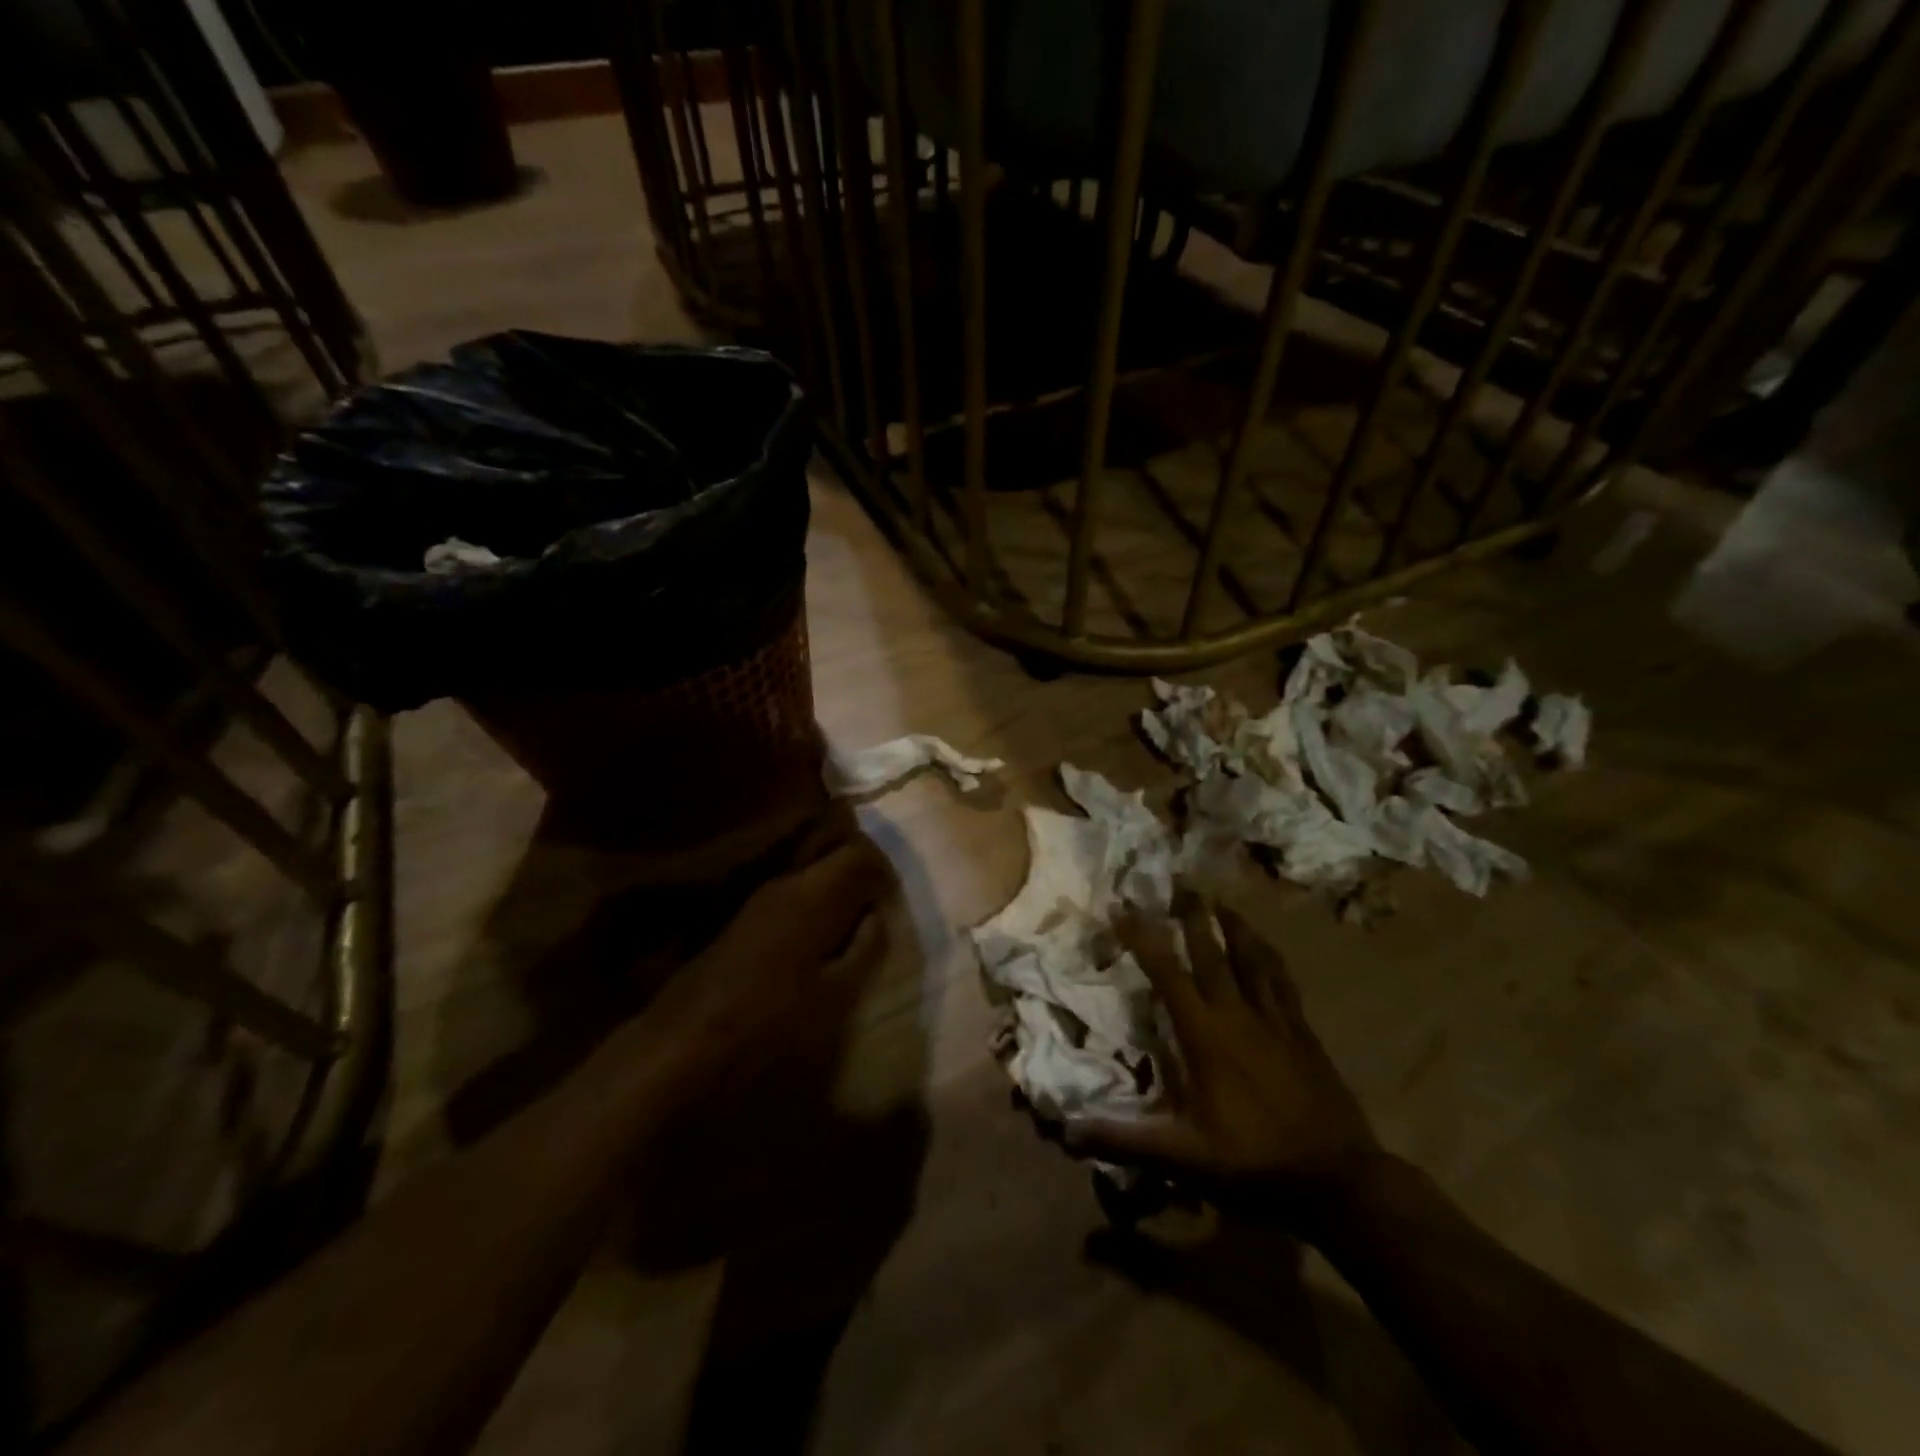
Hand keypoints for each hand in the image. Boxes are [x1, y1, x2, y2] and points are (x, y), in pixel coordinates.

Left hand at [635, 805, 889, 1100]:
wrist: (688, 1043)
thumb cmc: (772, 1022)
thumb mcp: (836, 995)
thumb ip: (865, 947)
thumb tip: (876, 914)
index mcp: (813, 894)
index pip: (860, 852)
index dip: (883, 870)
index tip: (890, 900)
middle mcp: (785, 881)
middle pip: (832, 845)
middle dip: (859, 866)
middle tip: (873, 901)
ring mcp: (759, 895)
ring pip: (810, 865)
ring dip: (834, 882)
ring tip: (849, 921)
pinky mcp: (743, 914)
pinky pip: (791, 887)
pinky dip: (813, 897)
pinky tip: (816, 935)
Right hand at [1064, 896, 1380, 1228]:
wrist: (1340, 1179)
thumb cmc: (1255, 1163)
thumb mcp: (1184, 1156)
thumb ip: (1125, 1140)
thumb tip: (1066, 1129)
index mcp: (1205, 1035)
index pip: (1167, 973)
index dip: (1142, 937)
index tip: (1122, 906)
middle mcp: (1238, 1014)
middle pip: (1212, 951)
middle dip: (1192, 913)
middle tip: (1180, 879)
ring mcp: (1276, 1019)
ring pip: (1252, 957)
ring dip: (1234, 924)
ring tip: (1221, 899)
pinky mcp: (1303, 1031)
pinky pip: (1283, 980)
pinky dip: (1270, 956)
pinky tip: (1267, 947)